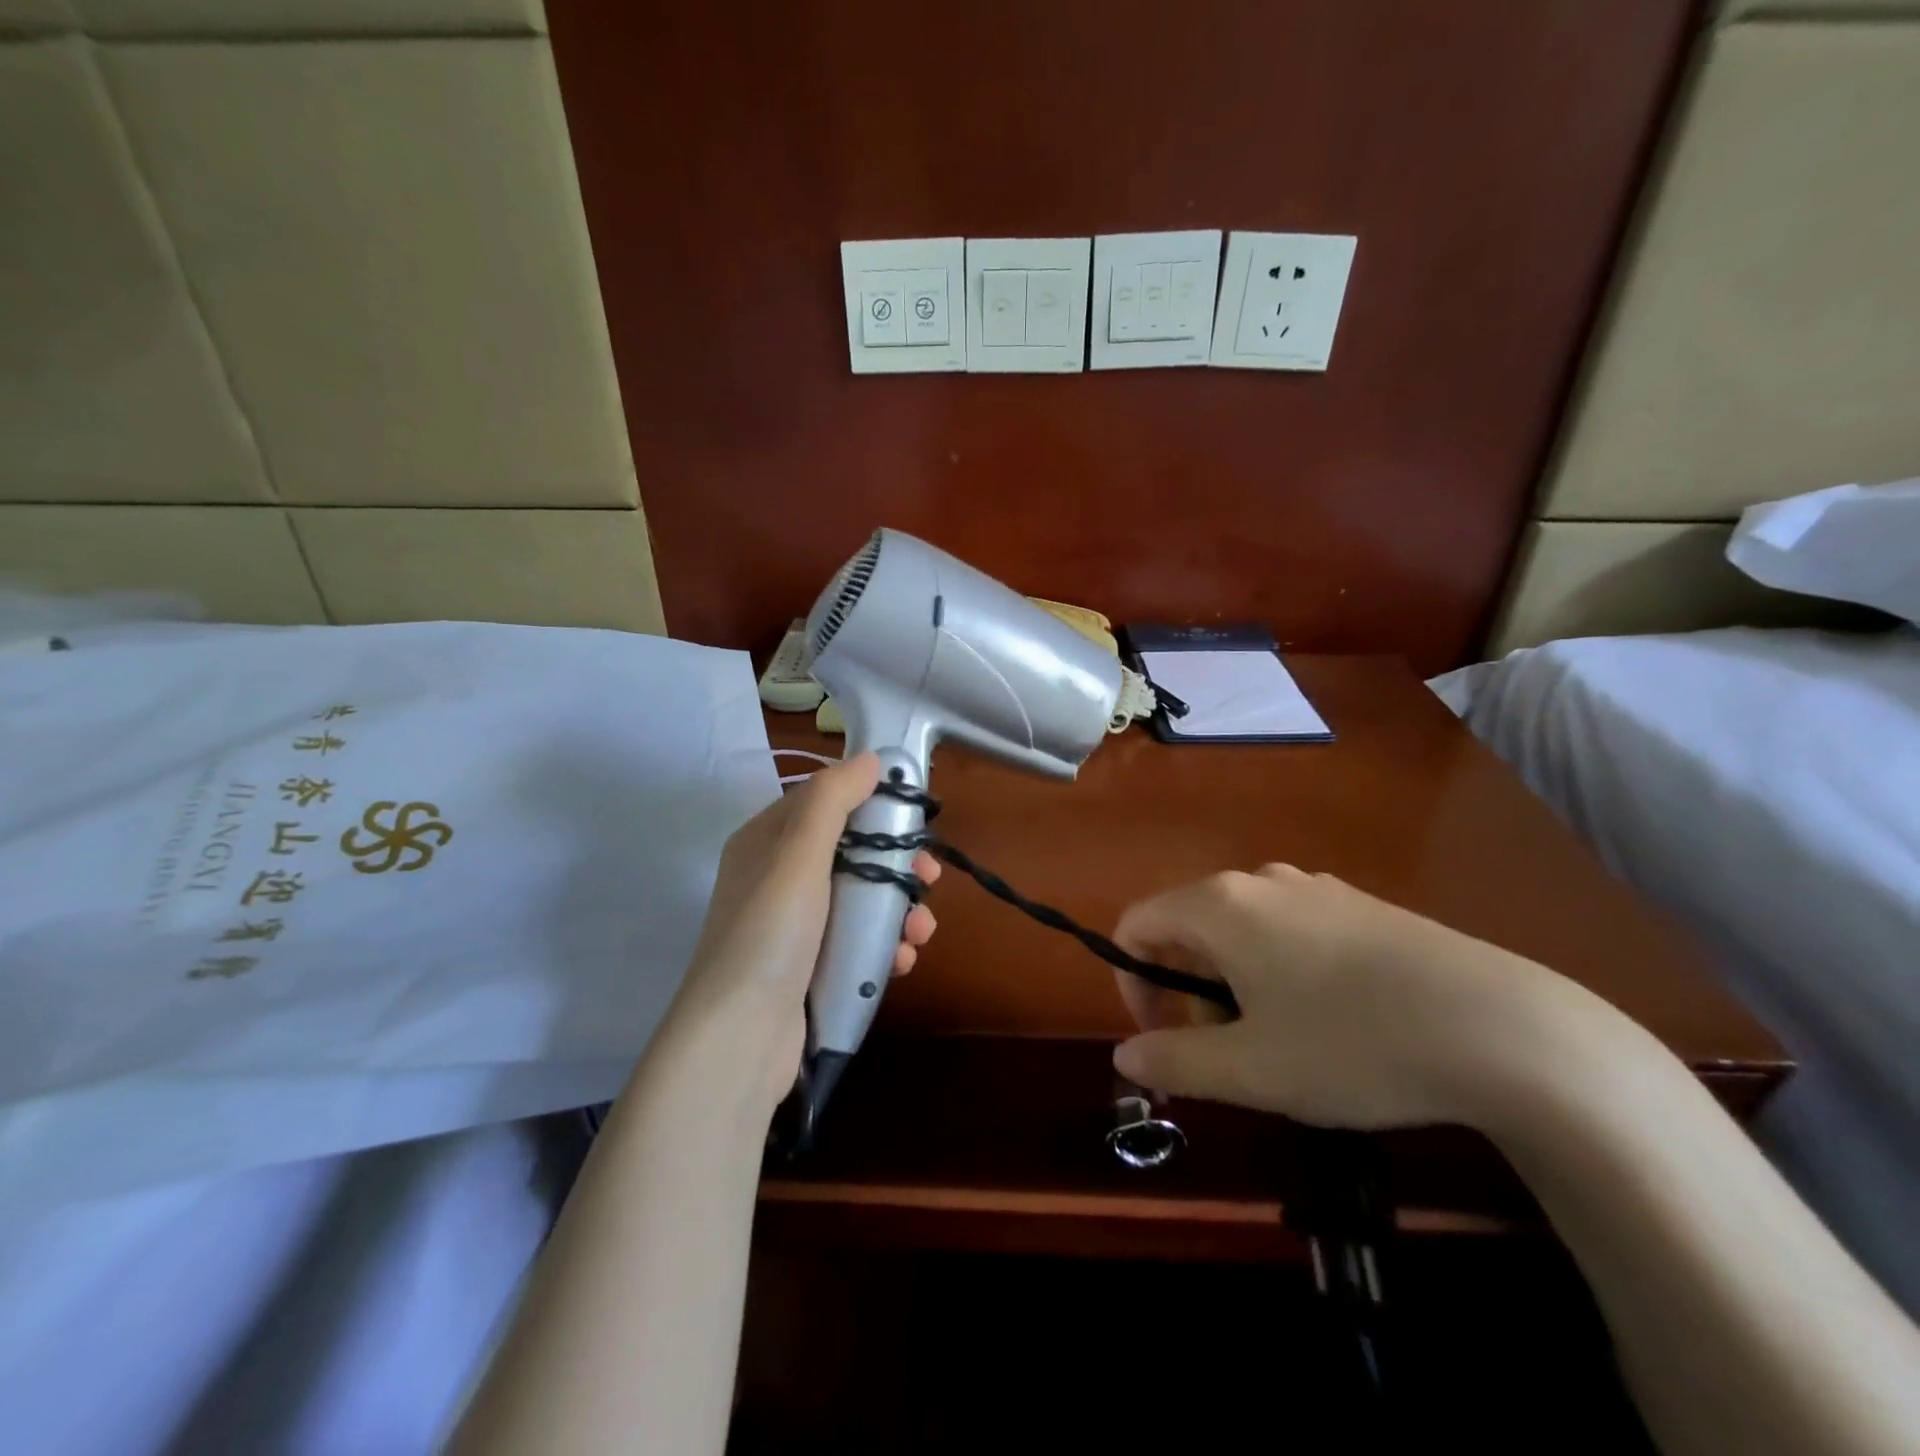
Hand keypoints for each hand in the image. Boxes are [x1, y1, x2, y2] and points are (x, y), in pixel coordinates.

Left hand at [657, 753, 939, 1113]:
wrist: (740, 1040)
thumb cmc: (770, 935)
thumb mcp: (798, 856)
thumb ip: (832, 801)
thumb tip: (869, 758)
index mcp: (767, 842)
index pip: (826, 802)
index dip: (870, 802)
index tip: (912, 814)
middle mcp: (779, 878)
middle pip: (851, 852)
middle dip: (896, 864)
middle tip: (928, 877)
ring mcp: (796, 927)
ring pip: (861, 899)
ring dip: (898, 910)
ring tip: (920, 931)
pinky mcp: (812, 967)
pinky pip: (858, 941)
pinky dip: (884, 946)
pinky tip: (901, 961)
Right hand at [1110, 865, 1609, 1129]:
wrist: (1503, 1028)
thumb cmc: (1353, 1044)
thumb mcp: (1252, 1070)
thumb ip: (1174, 1061)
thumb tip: (1125, 1057)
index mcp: (1220, 905)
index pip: (1137, 925)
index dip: (1132, 983)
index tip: (1164, 1039)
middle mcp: (1260, 880)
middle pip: (1187, 925)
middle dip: (1185, 988)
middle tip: (1222, 1051)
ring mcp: (1315, 888)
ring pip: (1240, 929)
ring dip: (1231, 981)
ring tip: (1276, 1040)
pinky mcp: (1360, 905)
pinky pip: (1289, 928)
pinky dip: (1277, 969)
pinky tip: (1330, 1018)